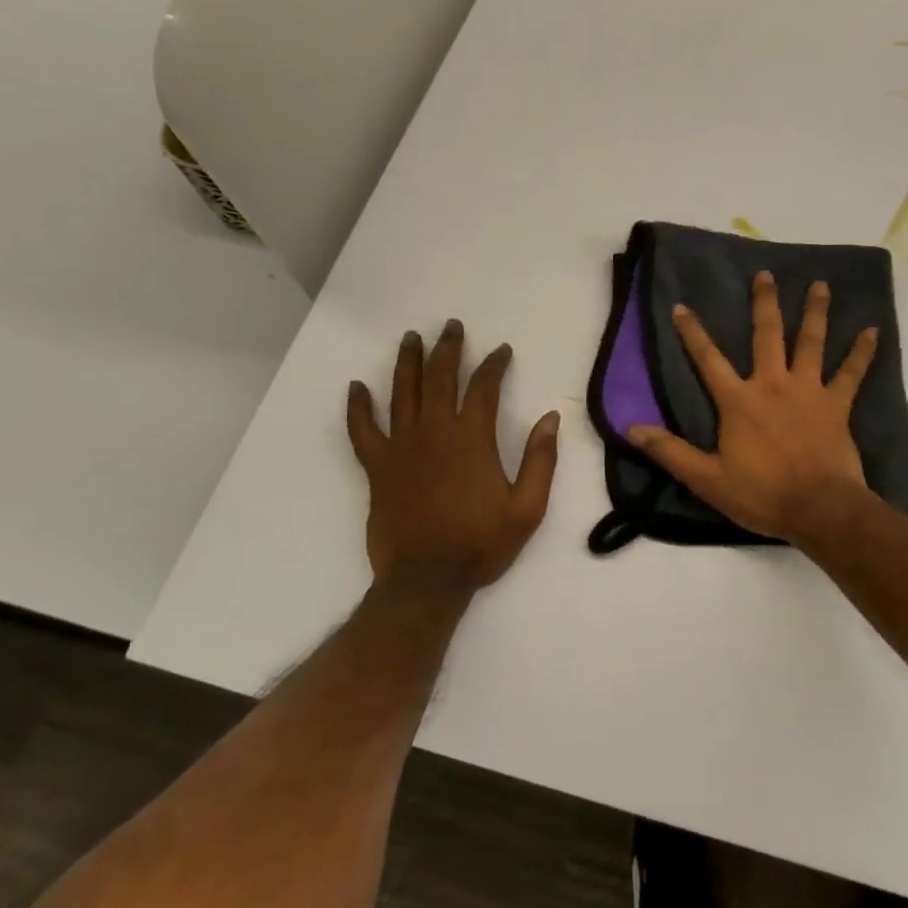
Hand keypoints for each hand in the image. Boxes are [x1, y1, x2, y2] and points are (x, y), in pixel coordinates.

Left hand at [347, 321, 559, 596]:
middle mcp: (435, 432)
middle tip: (451, 326)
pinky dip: (358, 407)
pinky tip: (356, 387)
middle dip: (448, 349)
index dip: (494, 364)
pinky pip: (362, 430)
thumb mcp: (528, 508)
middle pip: (440, 378)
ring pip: (402, 393)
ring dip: (408, 362)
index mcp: (472, 438)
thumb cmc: (480, 544)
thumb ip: (541, 460)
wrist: (426, 580)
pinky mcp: (377, 467)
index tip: (501, 351)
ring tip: (411, 338)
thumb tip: (550, 417)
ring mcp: (401, 447)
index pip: (484, 387)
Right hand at [627, 272, 877, 543]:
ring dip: (815, 313)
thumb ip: (670, 451)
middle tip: (765, 274)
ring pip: (811, 343)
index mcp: (738, 401)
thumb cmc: (762, 494)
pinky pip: (852, 373)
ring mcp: (808, 391)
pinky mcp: (836, 405)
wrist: (819, 509)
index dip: (692, 333)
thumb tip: (631, 428)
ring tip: (821, 285)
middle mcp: (773, 384)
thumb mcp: (707, 478)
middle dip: (764, 303)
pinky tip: (874, 331)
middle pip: (767, 335)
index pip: (708, 359)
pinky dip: (863, 353)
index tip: (681, 306)